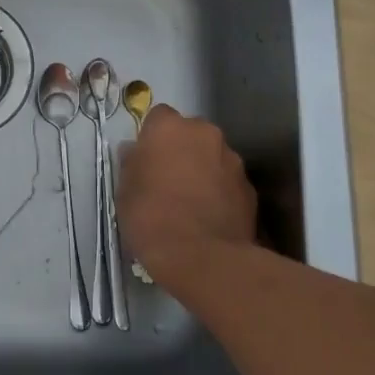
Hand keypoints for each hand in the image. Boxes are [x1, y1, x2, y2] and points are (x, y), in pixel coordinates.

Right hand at [118, 105, 256, 290]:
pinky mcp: (250, 188)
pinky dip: (220, 192)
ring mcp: (232, 160)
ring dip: (203, 170)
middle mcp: (205, 134)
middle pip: (190, 133)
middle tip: (167, 179)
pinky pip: (228, 182)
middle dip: (181, 150)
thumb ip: (132, 164)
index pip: (158, 117)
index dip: (152, 137)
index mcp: (170, 128)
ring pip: (212, 157)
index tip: (145, 159)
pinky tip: (209, 216)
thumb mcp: (124, 191)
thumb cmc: (151, 218)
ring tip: (190, 202)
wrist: (202, 257)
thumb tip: (135, 152)